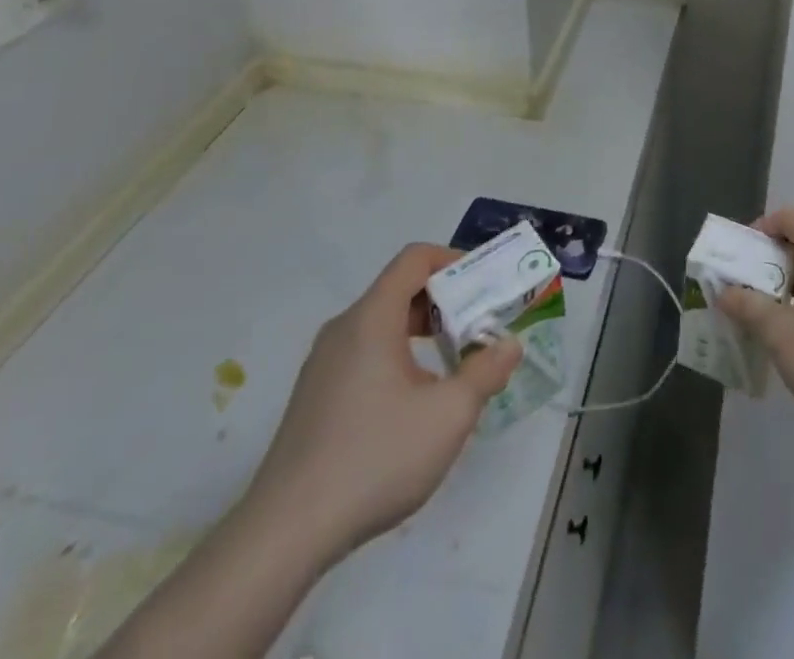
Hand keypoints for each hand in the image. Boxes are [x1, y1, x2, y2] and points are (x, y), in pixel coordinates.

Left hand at [239, 243, 522, 568]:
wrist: (284, 536)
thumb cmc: (375, 458)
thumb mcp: (449, 414)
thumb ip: (485, 372)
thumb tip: (509, 346)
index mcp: (371, 318)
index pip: (415, 258)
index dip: (453, 260)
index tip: (483, 285)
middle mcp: (343, 330)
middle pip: (400, 290)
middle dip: (445, 301)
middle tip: (479, 326)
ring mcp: (323, 366)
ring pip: (381, 326)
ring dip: (423, 333)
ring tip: (454, 367)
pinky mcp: (314, 399)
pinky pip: (364, 355)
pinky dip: (398, 358)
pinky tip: (413, 405)